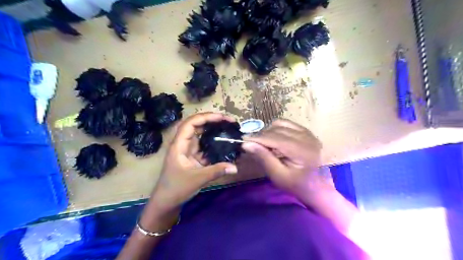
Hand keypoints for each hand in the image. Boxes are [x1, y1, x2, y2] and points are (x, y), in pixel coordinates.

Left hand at [150, 112, 238, 212]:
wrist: (166, 202)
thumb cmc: (176, 188)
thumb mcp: (197, 179)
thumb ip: (216, 171)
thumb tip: (235, 167)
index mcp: (179, 145)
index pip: (190, 123)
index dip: (206, 117)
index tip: (222, 118)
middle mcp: (183, 143)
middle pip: (196, 125)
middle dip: (211, 120)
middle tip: (228, 121)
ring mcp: (188, 150)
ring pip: (200, 134)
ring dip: (213, 129)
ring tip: (228, 127)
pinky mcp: (193, 156)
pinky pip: (204, 145)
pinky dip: (213, 141)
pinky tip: (224, 142)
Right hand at [243, 119, 322, 194]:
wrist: (318, 187)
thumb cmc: (298, 185)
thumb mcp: (278, 175)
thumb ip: (263, 158)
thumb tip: (246, 144)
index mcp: (302, 150)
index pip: (275, 138)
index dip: (257, 138)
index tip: (243, 140)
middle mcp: (306, 137)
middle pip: (277, 130)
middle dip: (261, 136)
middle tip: (252, 145)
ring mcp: (308, 133)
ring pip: (281, 124)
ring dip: (268, 131)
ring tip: (264, 143)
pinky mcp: (307, 132)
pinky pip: (287, 124)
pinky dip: (277, 128)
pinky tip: (274, 138)